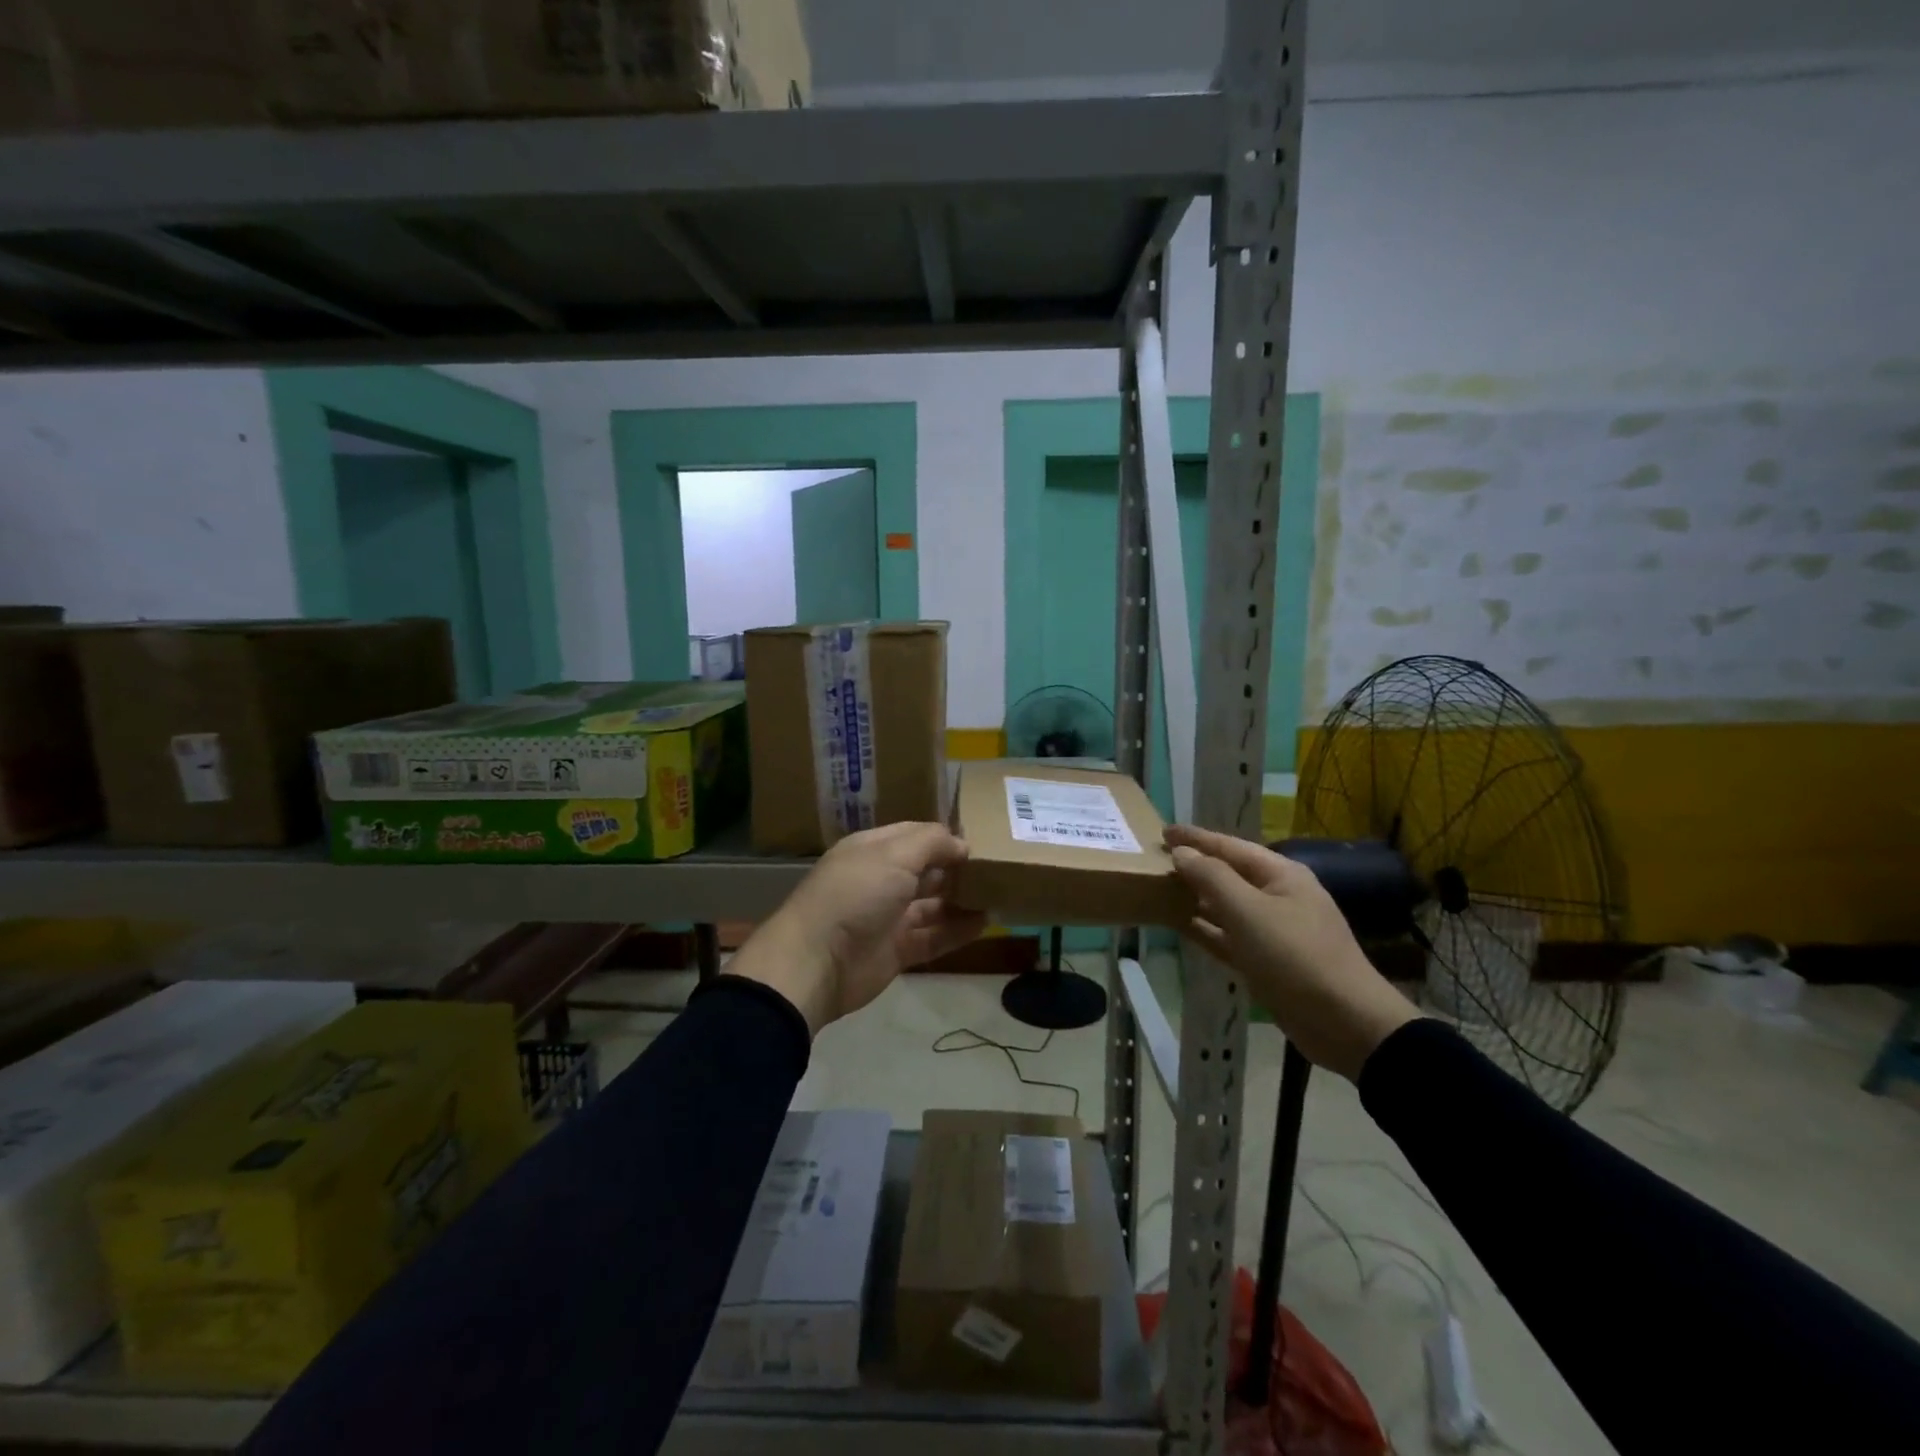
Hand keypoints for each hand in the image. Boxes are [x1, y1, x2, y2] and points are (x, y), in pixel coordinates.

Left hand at [731, 822, 986, 1035]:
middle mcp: (881, 880)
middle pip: (926, 870)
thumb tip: (962, 843)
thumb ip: (932, 843)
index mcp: (872, 851)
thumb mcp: (894, 855)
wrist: (816, 962)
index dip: (945, 837)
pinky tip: (984, 923)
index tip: (980, 840)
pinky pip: (933, 937)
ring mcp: (888, 918)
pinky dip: (957, 930)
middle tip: (995, 868)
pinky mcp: (896, 951)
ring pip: (932, 905)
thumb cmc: (855, 895)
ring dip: (961, 900)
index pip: (914, 835)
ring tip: (996, 895)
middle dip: (956, 868)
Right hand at [1166, 824, 1420, 1080]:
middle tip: (1156, 859)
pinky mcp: (1267, 962)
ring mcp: (1274, 931)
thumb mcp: (1249, 912)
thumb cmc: (1296, 957)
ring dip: (1196, 898)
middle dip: (1195, 866)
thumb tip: (1182, 853)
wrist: (1346, 1024)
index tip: (1163, 831)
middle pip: (1229, 874)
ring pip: (1227, 906)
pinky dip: (1205, 929)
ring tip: (1160, 889)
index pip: (1230, 846)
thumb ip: (1212, 878)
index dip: (1195, 838)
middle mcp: (1278, 897)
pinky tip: (1180, 926)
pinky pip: (1229, 937)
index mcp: (1281, 875)